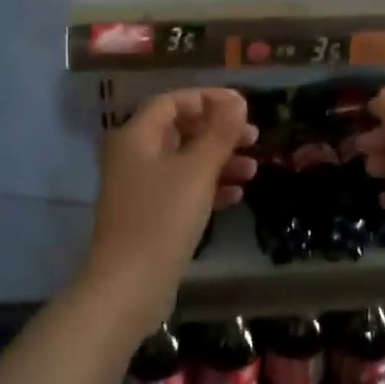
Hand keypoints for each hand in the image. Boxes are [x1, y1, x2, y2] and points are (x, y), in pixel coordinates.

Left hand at [84, 88, 256, 311]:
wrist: (130, 284)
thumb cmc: (163, 217)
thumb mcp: (197, 170)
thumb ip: (219, 132)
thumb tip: (237, 101)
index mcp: (136, 136)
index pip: (172, 102)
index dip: (208, 99)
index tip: (243, 106)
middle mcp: (132, 157)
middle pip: (179, 130)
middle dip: (218, 132)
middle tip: (253, 137)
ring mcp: (139, 188)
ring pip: (184, 162)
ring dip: (218, 161)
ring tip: (252, 170)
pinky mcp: (149, 215)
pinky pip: (181, 190)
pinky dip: (208, 187)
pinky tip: (236, 196)